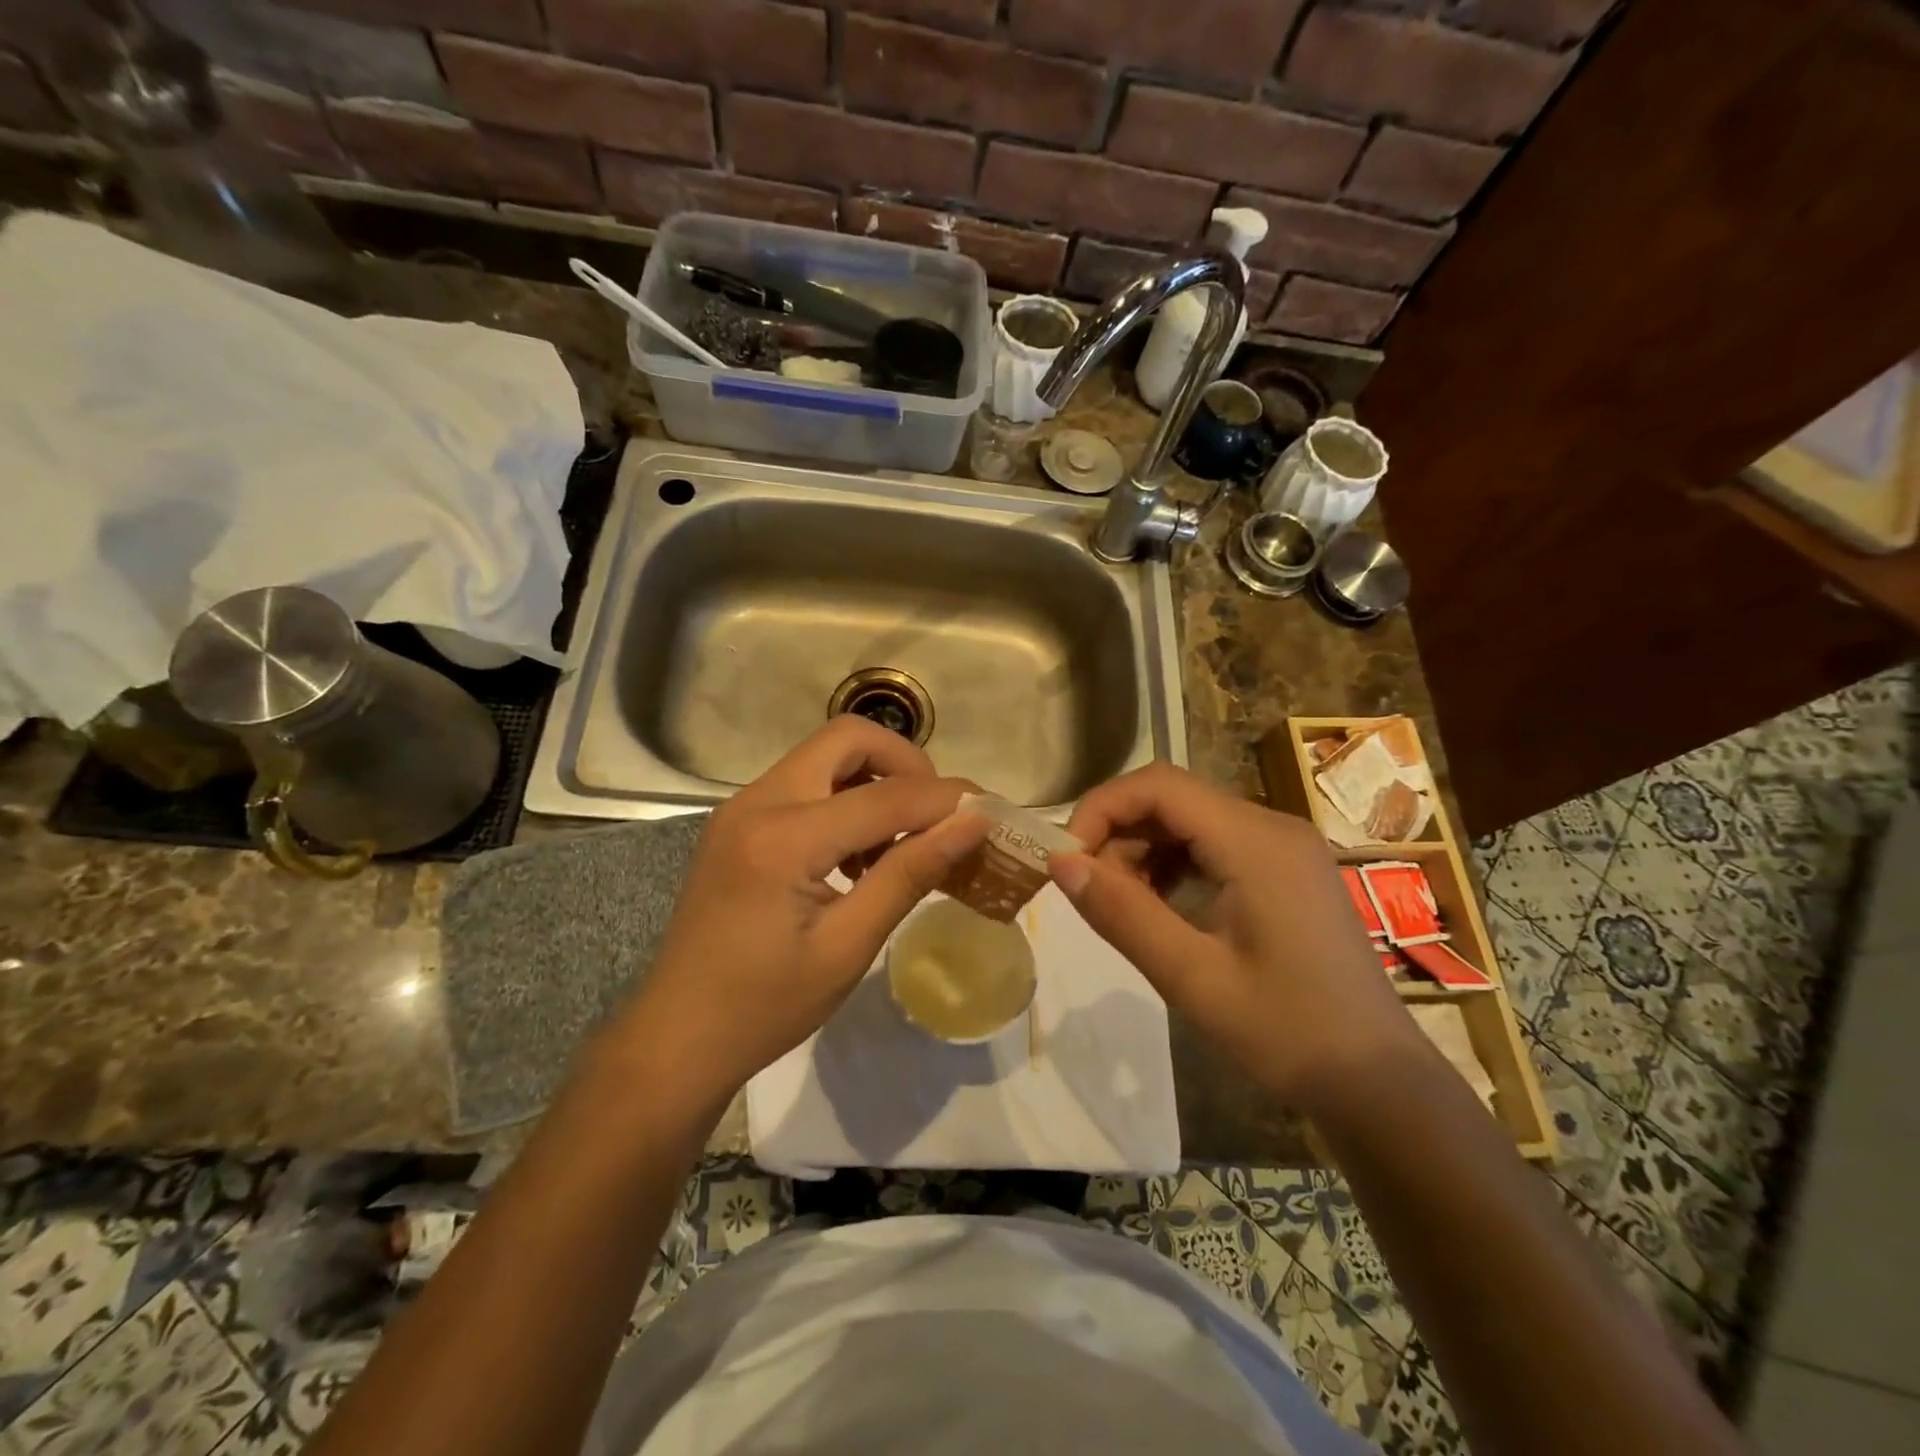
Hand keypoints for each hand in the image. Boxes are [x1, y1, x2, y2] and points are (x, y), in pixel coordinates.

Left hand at [622, 717, 986, 1102]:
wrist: (678, 1036)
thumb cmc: (766, 1005)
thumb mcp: (849, 945)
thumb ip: (911, 873)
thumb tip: (971, 823)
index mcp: (784, 838)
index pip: (886, 795)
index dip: (945, 799)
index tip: (990, 811)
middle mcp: (758, 802)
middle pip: (846, 738)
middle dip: (904, 763)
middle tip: (937, 812)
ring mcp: (742, 808)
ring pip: (824, 756)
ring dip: (873, 781)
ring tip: (900, 843)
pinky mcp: (738, 823)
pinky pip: (804, 784)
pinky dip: (844, 799)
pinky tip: (858, 856)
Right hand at [1051, 763, 1422, 1113]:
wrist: (1378, 1084)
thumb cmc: (1287, 1032)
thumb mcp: (1192, 977)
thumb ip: (1122, 914)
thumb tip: (1060, 863)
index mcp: (1255, 842)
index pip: (1159, 785)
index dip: (1101, 808)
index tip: (1067, 859)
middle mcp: (1272, 827)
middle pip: (1173, 798)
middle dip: (1119, 833)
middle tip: (1091, 892)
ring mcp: (1283, 848)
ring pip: (1190, 820)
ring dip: (1143, 850)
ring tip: (1123, 905)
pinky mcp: (1285, 871)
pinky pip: (1213, 844)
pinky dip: (1173, 864)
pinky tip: (1161, 908)